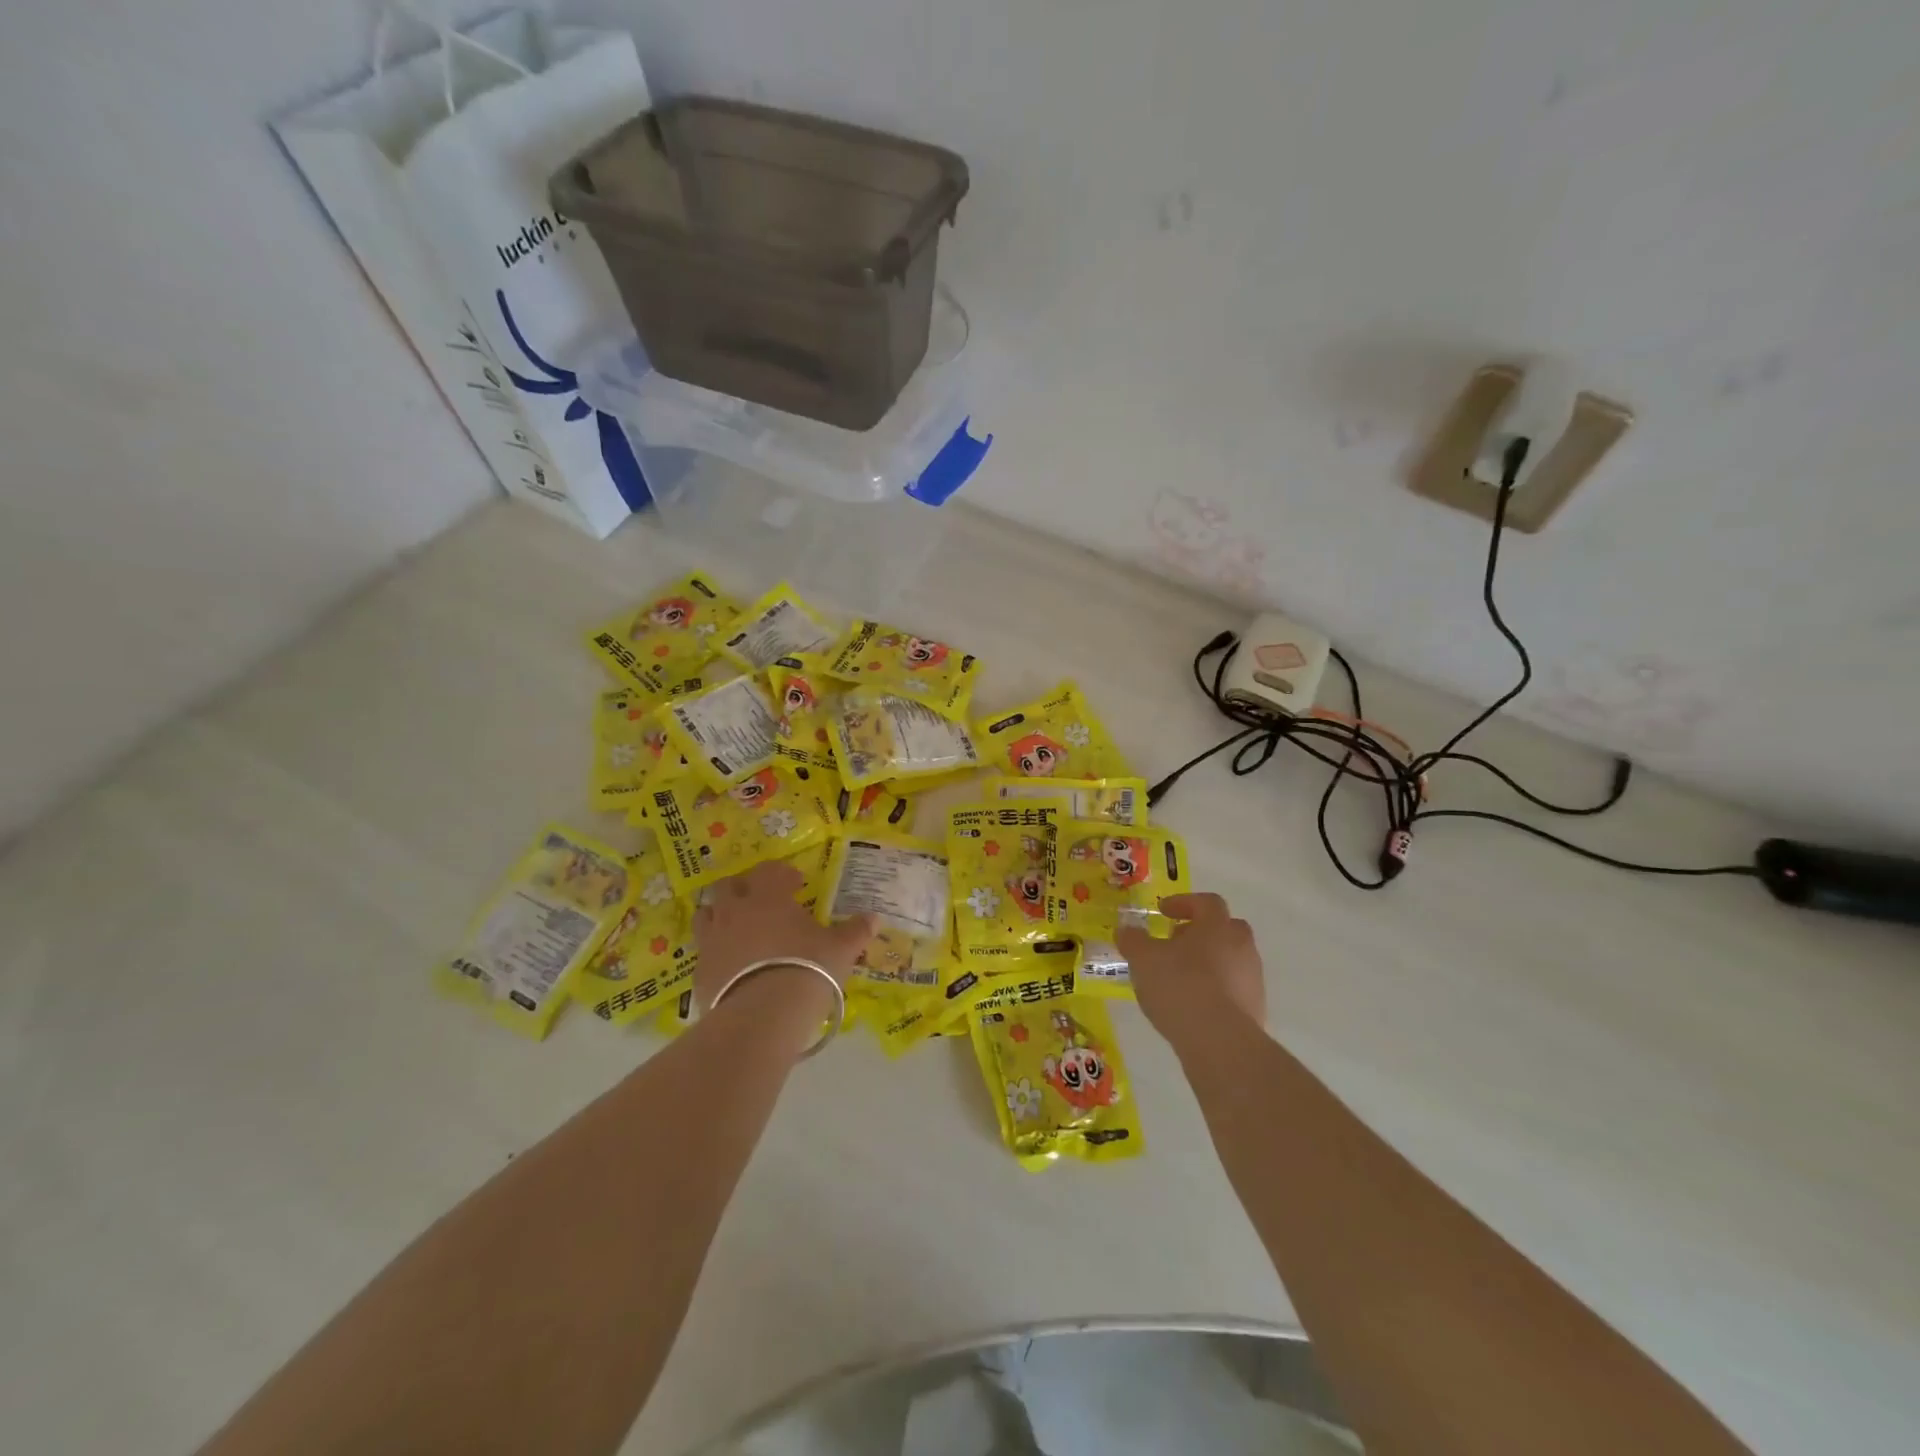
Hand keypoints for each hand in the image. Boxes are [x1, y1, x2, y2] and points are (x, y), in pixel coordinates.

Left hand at [692, 861, 874, 1046]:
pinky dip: (717, 953)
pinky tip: (733, 967)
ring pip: (707, 915)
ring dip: (722, 916)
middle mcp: (735, 911)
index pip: (769, 871)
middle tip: (762, 900)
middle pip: (729, 886)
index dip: (782, 874)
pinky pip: (705, 952)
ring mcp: (712, 941)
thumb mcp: (841, 950)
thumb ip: (856, 931)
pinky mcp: (700, 972)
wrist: (762, 1016)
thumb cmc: (807, 969)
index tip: (795, 884)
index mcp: (768, 897)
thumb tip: (875, 918)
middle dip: (744, 888)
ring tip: (740, 929)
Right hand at [1115, 892, 1266, 1051]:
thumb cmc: (1180, 987)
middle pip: (1225, 928)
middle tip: (1175, 942)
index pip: (1206, 902)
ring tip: (1180, 978)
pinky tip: (1193, 1005)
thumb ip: (1133, 940)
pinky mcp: (1255, 1009)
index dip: (1183, 903)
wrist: (1221, 1042)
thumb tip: (1126, 930)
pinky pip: (1233, 988)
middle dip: (1200, 932)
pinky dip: (1215, 989)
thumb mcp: (1143, 959)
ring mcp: (1252, 979)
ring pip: (1230, 959)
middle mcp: (1241, 946)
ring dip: (1207, 962)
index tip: (1162, 911)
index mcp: (1217, 926)